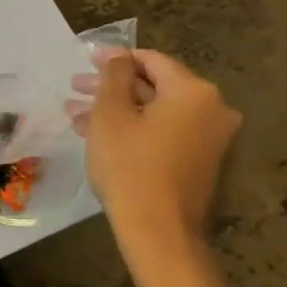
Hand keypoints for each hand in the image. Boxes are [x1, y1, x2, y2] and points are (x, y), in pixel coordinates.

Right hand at [79, 50, 239, 245]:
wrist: (158, 229)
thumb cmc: (130, 164)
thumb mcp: (110, 113)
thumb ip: (113, 76)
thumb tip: (118, 56)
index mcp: (193, 91)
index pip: (151, 60)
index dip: (115, 58)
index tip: (85, 60)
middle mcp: (211, 109)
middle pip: (154, 85)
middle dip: (112, 87)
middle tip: (75, 87)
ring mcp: (209, 137)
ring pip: (155, 111)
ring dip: (117, 109)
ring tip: (76, 115)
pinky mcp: (200, 160)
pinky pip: (164, 131)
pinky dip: (134, 127)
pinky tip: (97, 134)